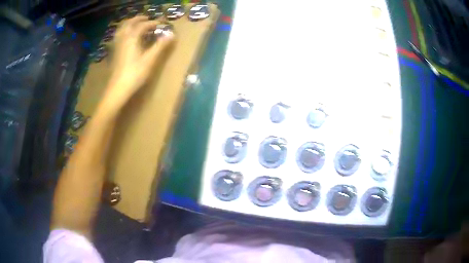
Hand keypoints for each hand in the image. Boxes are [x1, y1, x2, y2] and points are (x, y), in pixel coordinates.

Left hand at [105, 16, 173, 107]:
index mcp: (132, 38)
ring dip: (129, 24)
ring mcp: (117, 46)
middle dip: (138, 19)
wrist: (118, 89)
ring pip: (121, 30)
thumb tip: (172, 34)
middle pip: (129, 23)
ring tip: (136, 25)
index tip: (161, 24)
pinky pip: (118, 37)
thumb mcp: (150, 59)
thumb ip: (160, 46)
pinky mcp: (114, 53)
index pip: (143, 25)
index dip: (152, 23)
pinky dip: (124, 33)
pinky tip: (127, 38)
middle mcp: (123, 39)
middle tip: (147, 19)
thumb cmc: (135, 74)